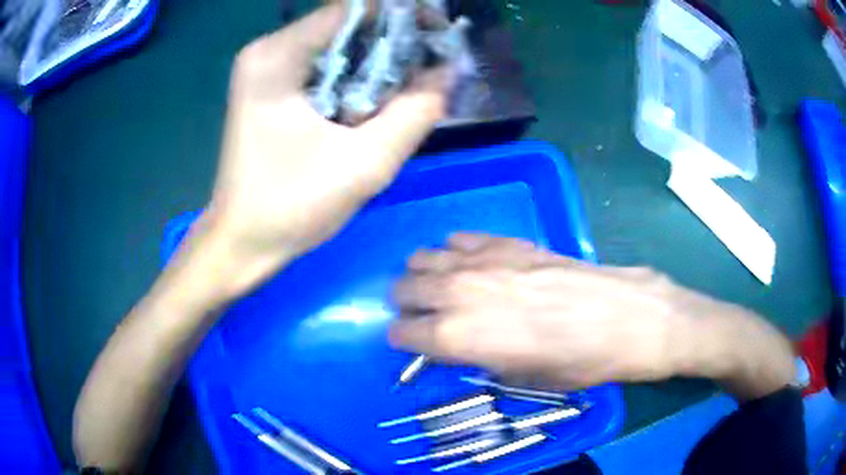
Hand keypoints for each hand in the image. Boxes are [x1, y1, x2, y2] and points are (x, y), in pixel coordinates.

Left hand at [202, 3, 447, 297]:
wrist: (243, 242)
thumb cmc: (290, 208)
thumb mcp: (364, 164)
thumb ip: (416, 112)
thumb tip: (448, 72)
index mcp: (278, 56)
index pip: (353, 8)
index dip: (402, 16)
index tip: (438, 36)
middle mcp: (269, 50)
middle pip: (346, 24)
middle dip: (393, 40)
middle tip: (431, 68)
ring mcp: (267, 68)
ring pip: (339, 44)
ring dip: (378, 61)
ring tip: (411, 87)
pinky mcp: (272, 87)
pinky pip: (326, 66)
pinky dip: (357, 76)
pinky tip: (377, 101)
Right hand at [389, 234, 700, 388]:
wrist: (621, 317)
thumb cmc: (576, 362)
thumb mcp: (520, 377)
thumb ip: (480, 359)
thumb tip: (464, 347)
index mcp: (458, 338)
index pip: (404, 333)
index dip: (401, 338)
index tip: (406, 340)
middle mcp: (459, 294)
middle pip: (405, 288)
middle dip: (405, 302)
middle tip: (418, 312)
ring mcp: (482, 261)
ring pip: (424, 257)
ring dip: (422, 273)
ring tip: (435, 283)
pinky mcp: (507, 242)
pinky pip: (461, 238)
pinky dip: (454, 251)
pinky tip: (469, 261)